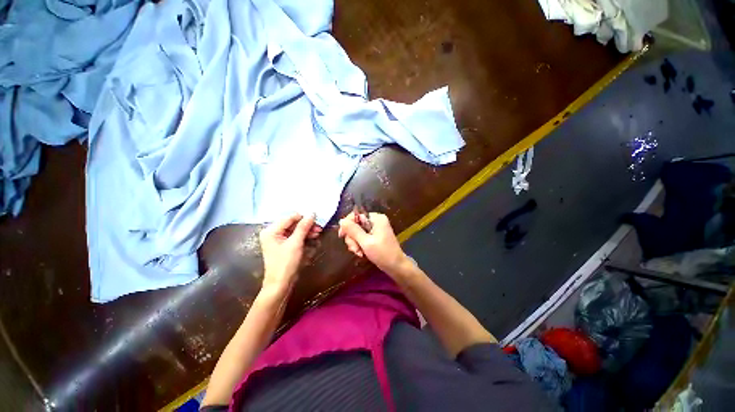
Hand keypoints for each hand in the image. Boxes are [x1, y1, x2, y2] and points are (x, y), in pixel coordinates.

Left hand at [259, 213, 315, 291]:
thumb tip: (312, 213)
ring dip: (307, 232)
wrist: (280, 284)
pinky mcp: (284, 246)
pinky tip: (313, 239)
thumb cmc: (285, 263)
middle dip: (306, 226)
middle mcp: (273, 233)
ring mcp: (278, 240)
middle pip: (293, 224)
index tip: (317, 219)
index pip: (289, 218)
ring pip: (295, 231)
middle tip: (319, 228)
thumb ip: (303, 227)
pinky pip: (295, 238)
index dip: (303, 217)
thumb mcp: (295, 243)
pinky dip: (304, 238)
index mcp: (271, 231)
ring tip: (318, 233)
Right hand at [338, 212, 410, 275]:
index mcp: (376, 218)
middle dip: (353, 238)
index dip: (347, 225)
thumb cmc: (383, 253)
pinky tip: (361, 253)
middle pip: (356, 224)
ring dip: (355, 243)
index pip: (356, 215)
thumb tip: (341, 220)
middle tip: (355, 249)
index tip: (342, 236)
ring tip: (359, 253)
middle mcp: (375, 220)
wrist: (396, 266)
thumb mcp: (366, 242)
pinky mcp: (375, 236)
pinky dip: (360, 245)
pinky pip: (362, 237)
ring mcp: (375, 228)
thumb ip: (353, 230)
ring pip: (357, 232)